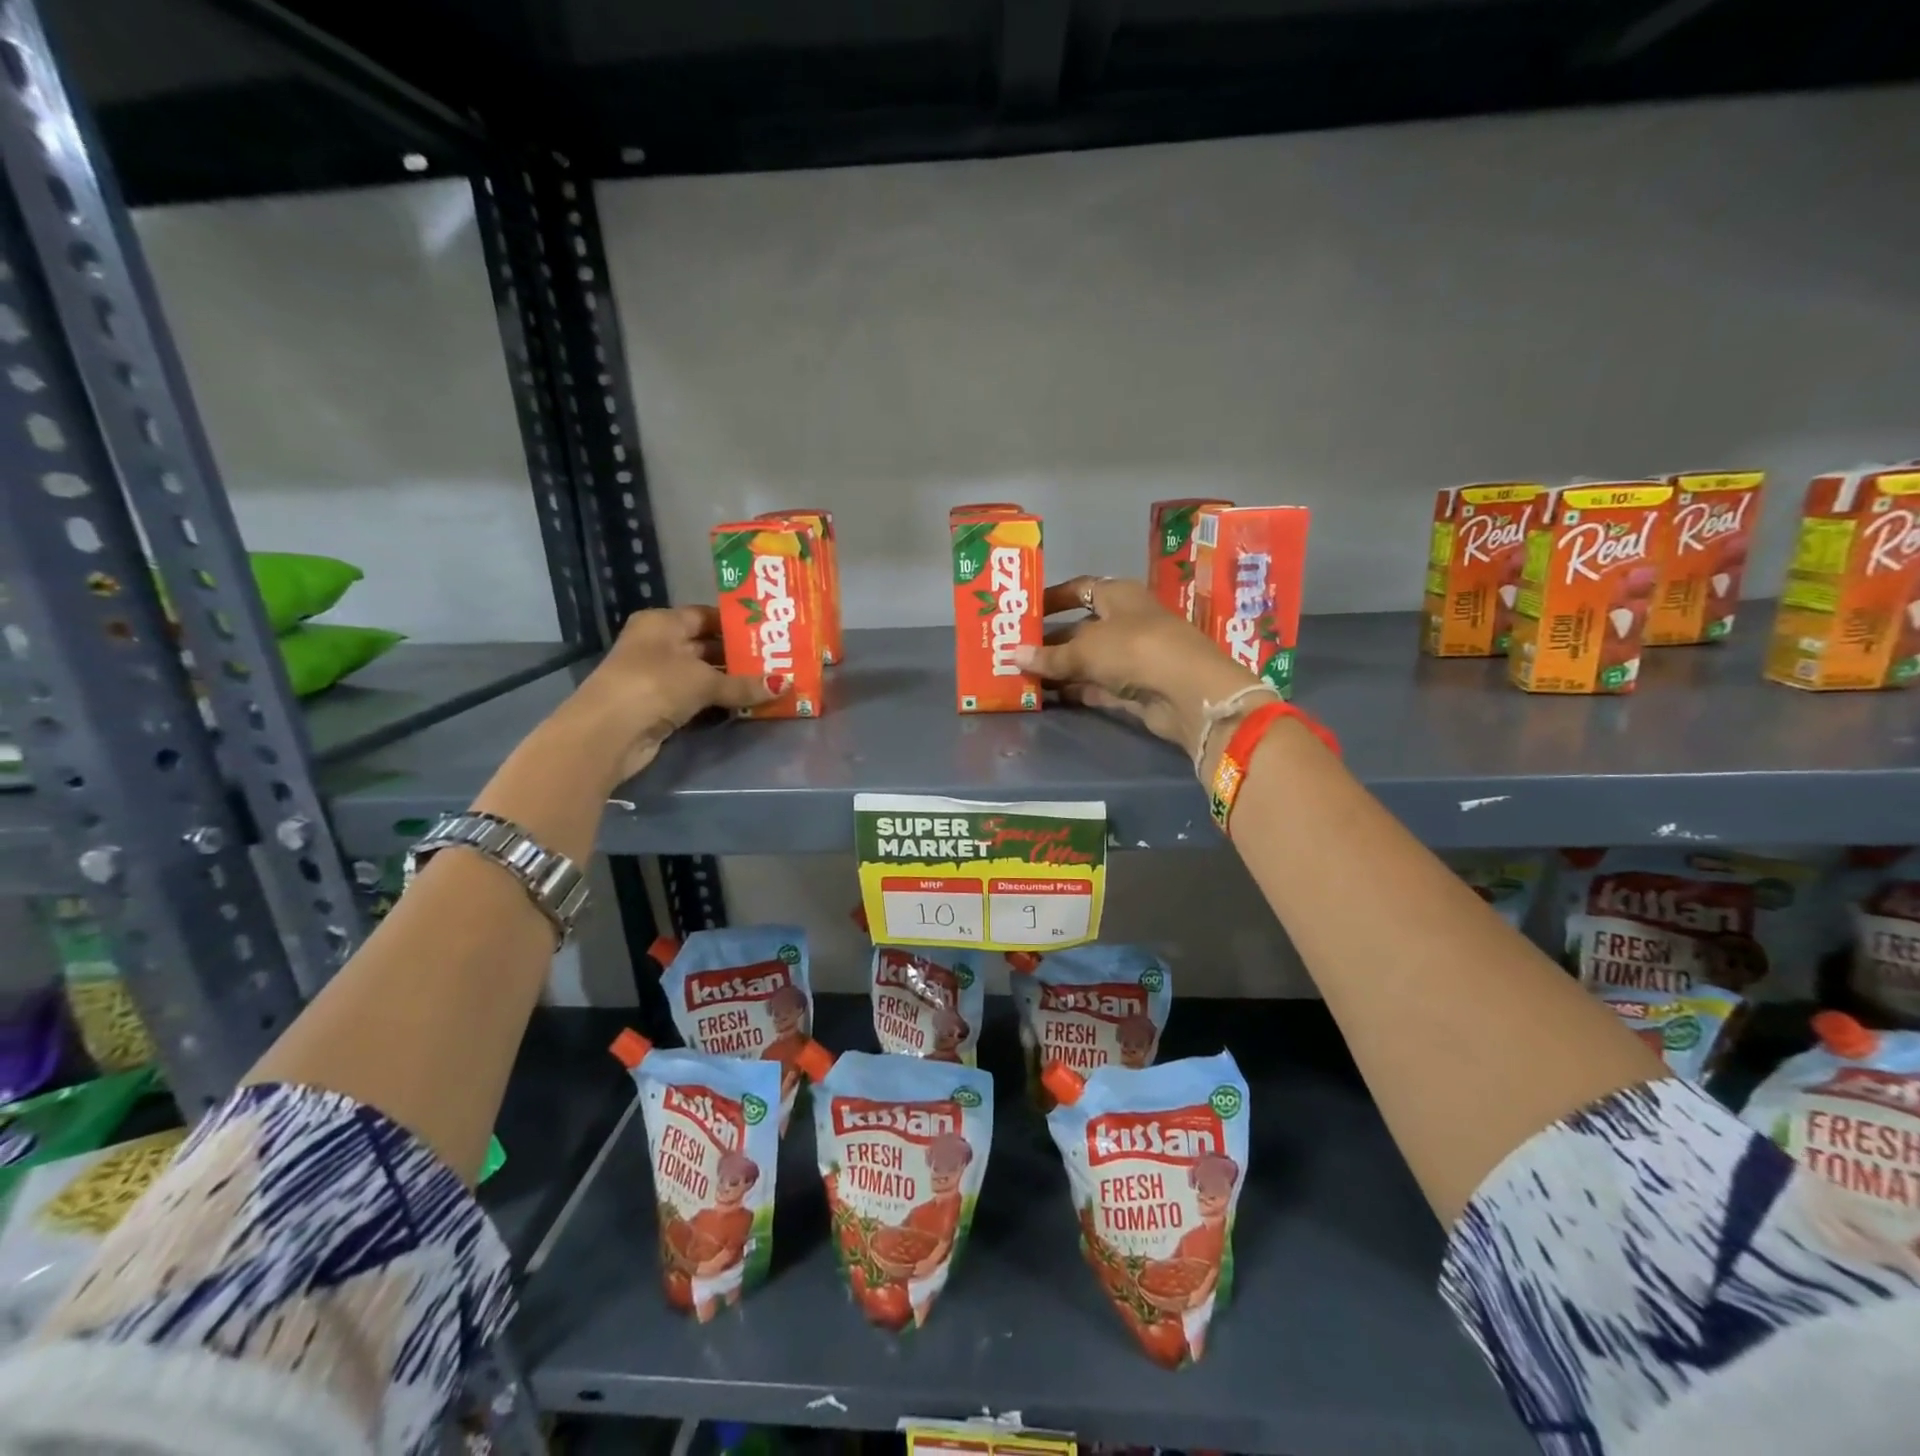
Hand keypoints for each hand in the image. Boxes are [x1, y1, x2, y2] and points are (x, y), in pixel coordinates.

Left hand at [565, 606, 779, 784]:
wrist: (609, 732)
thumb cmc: (655, 685)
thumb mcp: (704, 681)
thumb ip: (744, 684)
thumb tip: (785, 685)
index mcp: (662, 623)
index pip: (706, 615)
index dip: (736, 623)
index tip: (769, 631)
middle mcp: (659, 644)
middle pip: (706, 645)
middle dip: (740, 655)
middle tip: (778, 659)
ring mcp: (658, 676)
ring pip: (704, 673)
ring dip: (732, 681)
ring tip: (770, 682)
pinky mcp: (661, 705)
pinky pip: (698, 697)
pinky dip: (719, 700)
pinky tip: (748, 704)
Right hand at [1018, 577, 1257, 768]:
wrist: (1187, 692)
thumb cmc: (1134, 649)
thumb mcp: (1085, 648)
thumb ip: (1049, 655)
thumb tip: (1013, 655)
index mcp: (1118, 596)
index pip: (1080, 589)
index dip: (1052, 598)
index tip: (1024, 611)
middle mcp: (1125, 622)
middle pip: (1080, 628)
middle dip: (1049, 641)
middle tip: (1013, 651)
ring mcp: (1131, 657)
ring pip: (1086, 661)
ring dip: (1058, 669)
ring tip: (1020, 676)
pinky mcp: (1133, 688)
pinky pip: (1095, 686)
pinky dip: (1073, 690)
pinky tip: (1045, 696)